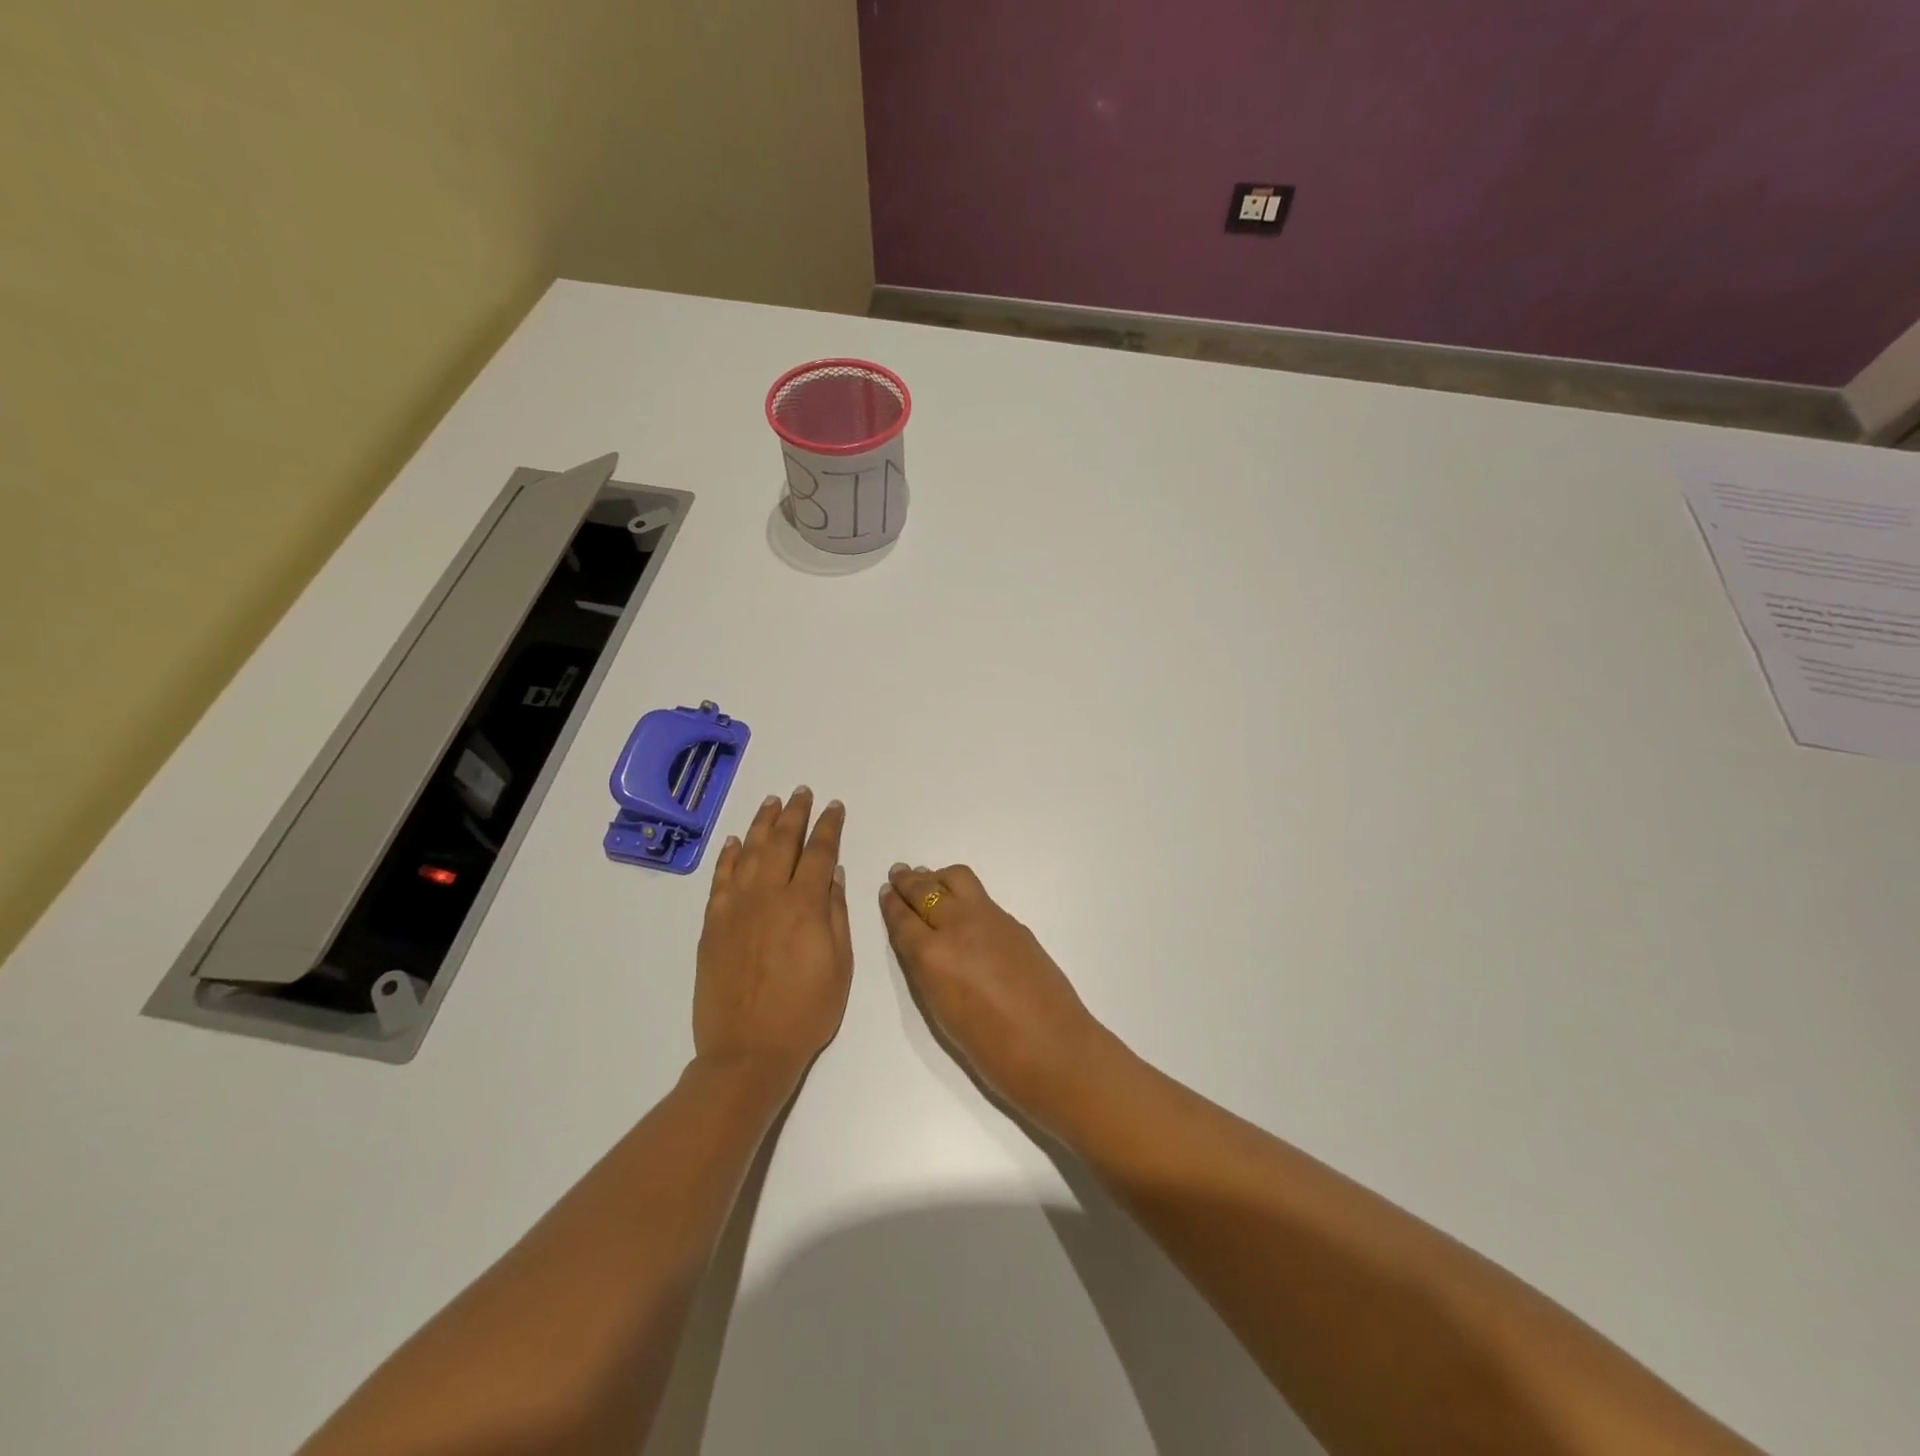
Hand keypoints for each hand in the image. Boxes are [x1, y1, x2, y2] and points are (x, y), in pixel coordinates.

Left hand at [694, 788, 851, 1078]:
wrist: (747, 1051)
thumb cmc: (806, 1011)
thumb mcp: (840, 965)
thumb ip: (836, 914)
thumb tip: (833, 875)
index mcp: (805, 904)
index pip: (820, 852)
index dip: (829, 826)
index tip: (834, 807)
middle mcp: (769, 895)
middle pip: (783, 842)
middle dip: (795, 813)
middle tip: (801, 792)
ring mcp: (736, 908)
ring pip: (750, 852)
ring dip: (763, 823)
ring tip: (772, 802)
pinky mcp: (712, 924)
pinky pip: (721, 879)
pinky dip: (729, 856)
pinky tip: (736, 842)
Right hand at [879, 863, 1108, 1129]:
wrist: (1055, 1049)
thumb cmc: (991, 1051)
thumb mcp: (942, 1014)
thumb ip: (928, 972)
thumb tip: (923, 947)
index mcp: (932, 956)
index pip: (903, 919)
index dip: (892, 904)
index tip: (886, 891)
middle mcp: (957, 927)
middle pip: (926, 891)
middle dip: (909, 882)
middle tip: (899, 874)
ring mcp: (990, 919)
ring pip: (956, 880)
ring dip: (937, 877)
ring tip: (929, 880)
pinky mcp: (1014, 923)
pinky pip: (980, 896)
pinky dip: (962, 893)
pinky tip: (961, 905)